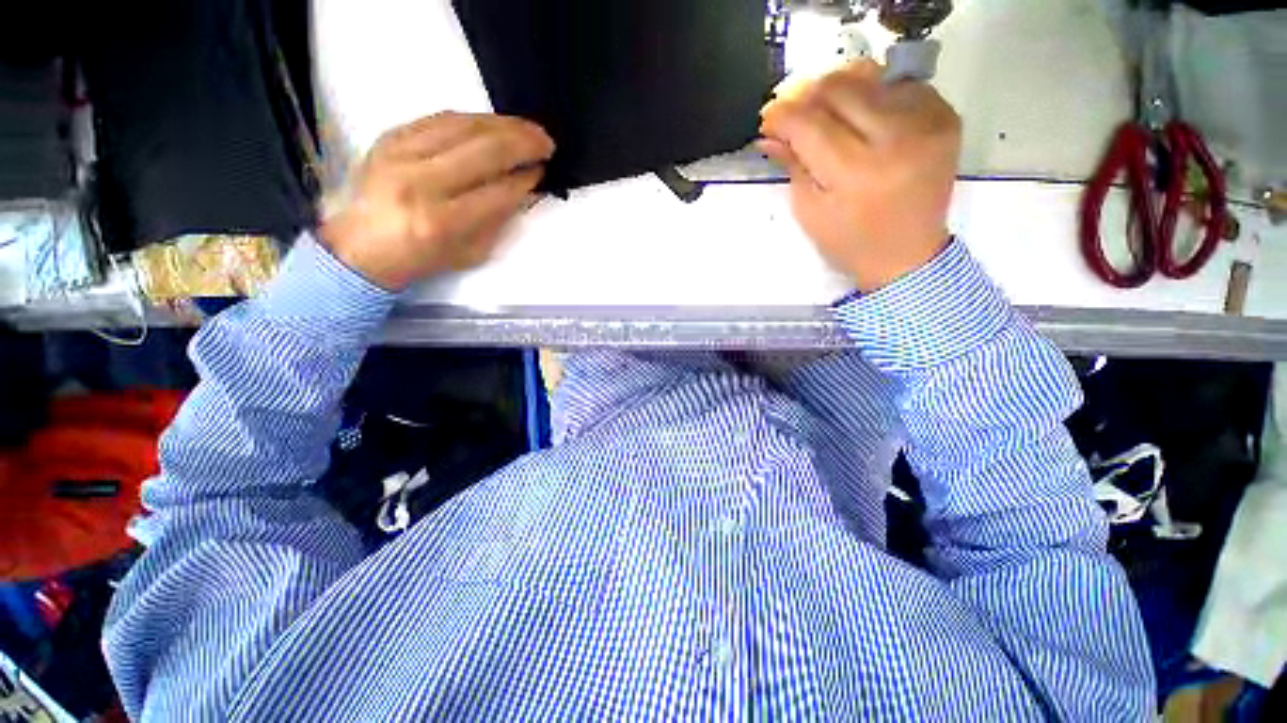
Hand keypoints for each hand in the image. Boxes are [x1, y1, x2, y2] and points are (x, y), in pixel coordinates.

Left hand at [320, 112, 554, 291]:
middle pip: (484, 151)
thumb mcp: (470, 253)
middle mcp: (421, 183)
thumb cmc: (422, 258)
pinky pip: (439, 118)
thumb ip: (499, 220)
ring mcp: (401, 154)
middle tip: (546, 142)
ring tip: (528, 129)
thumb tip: (524, 187)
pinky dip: (473, 119)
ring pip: (464, 126)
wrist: (360, 246)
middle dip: (524, 143)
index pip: (498, 191)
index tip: (543, 171)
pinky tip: (493, 123)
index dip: (526, 178)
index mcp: (443, 222)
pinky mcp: (390, 137)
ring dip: (504, 124)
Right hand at [759, 61, 960, 292]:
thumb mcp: (810, 212)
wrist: (908, 254)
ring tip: (826, 112)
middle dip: (807, 95)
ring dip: (839, 91)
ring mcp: (927, 123)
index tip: (768, 119)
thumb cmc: (850, 242)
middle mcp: (895, 138)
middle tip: (794, 113)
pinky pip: (900, 84)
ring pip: (869, 77)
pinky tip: (863, 115)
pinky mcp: (946, 116)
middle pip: (839, 89)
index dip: (782, 115)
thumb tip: (770, 133)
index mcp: (855, 173)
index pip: (809, 123)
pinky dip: (874, 92)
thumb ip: (792, 166)